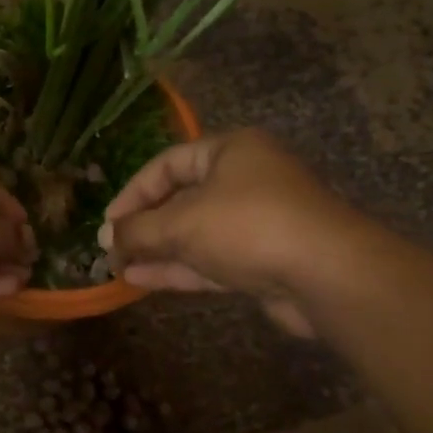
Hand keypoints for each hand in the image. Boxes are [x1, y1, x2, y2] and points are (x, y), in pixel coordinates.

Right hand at [99, 130, 366, 335]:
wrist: (326, 275)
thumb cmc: (248, 226)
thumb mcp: (182, 222)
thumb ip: (138, 229)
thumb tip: (106, 237)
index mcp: (230, 152)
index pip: (167, 164)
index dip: (133, 192)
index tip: (108, 221)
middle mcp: (245, 181)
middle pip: (181, 199)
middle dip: (144, 225)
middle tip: (111, 248)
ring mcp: (255, 223)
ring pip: (195, 234)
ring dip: (157, 250)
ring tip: (118, 267)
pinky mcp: (262, 261)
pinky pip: (210, 259)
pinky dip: (177, 268)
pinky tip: (140, 280)